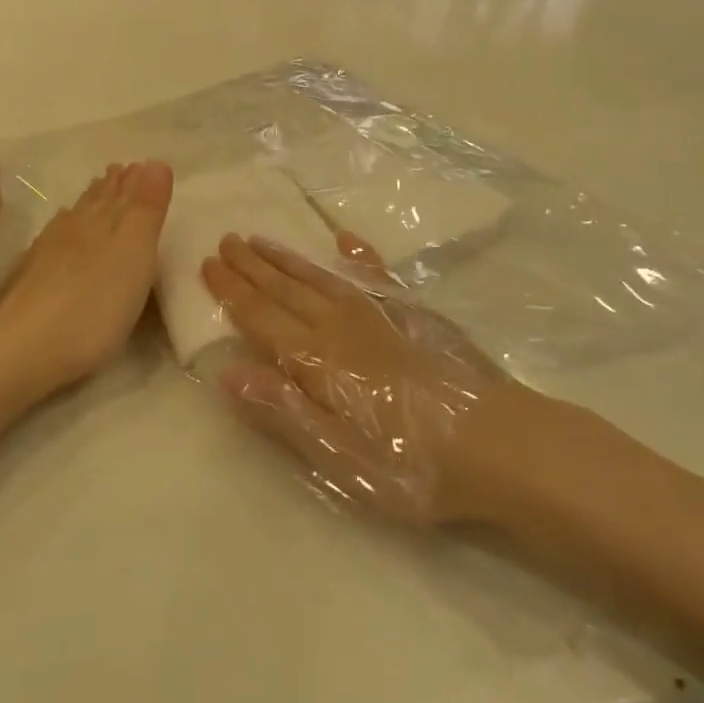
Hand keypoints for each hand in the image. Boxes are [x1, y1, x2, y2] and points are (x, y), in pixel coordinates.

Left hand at [0, 161, 173, 396]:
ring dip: (91, 202)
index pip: (124, 192)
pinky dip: (66, 226)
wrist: (25, 349)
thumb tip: (155, 161)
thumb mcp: (135, 253)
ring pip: (76, 216)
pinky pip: (55, 237)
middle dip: (113, 186)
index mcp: (106, 221)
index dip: (136, 180)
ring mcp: (49, 251)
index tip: (142, 164)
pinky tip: (62, 229)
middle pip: (98, 200)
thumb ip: (146, 208)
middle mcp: (76, 228)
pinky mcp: (32, 276)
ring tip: (99, 190)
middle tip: (122, 170)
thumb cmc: (95, 304)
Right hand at [201, 234, 527, 523]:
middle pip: (286, 288)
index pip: (260, 316)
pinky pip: (375, 275)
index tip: (207, 262)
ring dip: (288, 258)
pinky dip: (357, 255)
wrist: (496, 444)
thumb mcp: (337, 454)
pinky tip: (345, 240)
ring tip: (262, 239)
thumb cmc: (410, 463)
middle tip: (227, 239)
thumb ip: (282, 409)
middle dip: (252, 265)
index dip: (231, 290)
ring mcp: (379, 314)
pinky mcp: (413, 314)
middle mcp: (340, 325)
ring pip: (320, 277)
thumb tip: (227, 372)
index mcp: (316, 358)